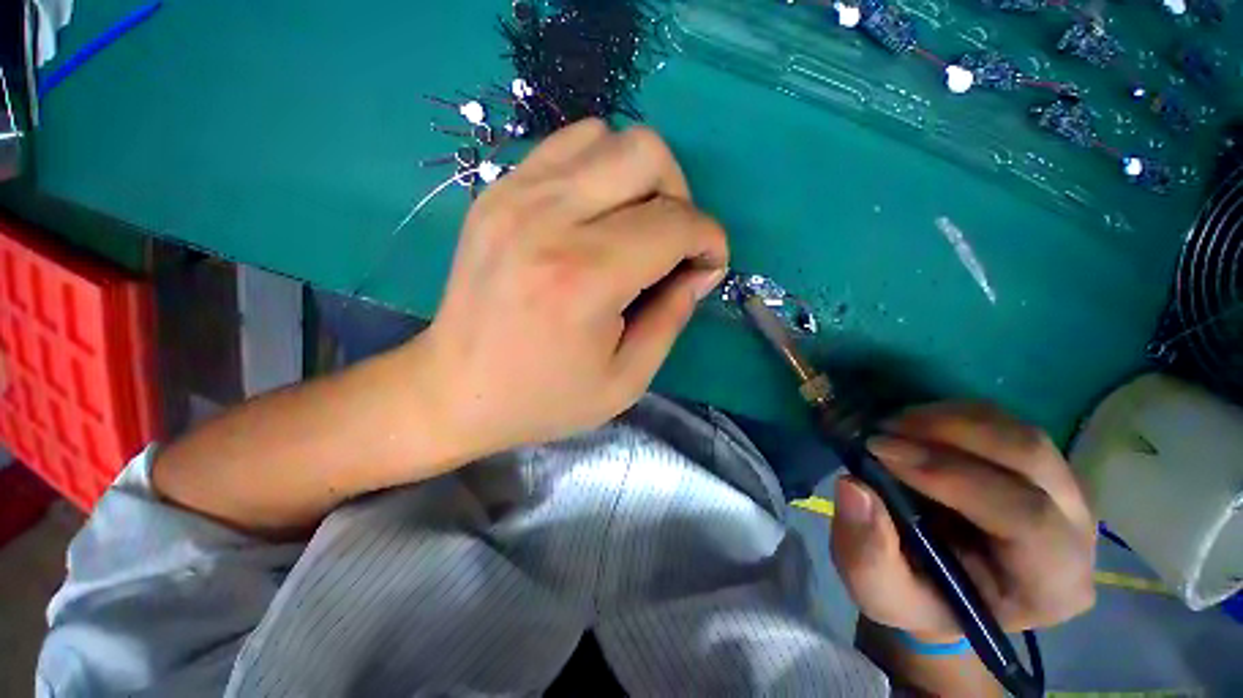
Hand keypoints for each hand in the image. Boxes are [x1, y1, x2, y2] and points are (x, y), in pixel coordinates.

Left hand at [415, 119, 728, 457]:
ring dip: (640, 178)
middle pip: (647, 154)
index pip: (675, 223)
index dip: (709, 240)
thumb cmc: (542, 398)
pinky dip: (599, 169)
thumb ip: (673, 317)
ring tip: (634, 226)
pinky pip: (567, 146)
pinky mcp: (496, 192)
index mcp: (585, 278)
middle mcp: (549, 221)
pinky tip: (595, 214)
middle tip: (671, 243)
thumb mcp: (625, 380)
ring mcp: (515, 196)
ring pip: (607, 137)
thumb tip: (701, 270)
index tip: (709, 265)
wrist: (453, 389)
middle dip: (680, 196)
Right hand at [831, 403, 1096, 640]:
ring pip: (1021, 434)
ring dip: (949, 420)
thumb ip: (867, 551)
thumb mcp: (880, 591)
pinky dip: (954, 416)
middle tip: (882, 429)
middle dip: (950, 433)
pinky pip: (1007, 425)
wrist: (939, 588)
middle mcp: (1076, 534)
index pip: (1025, 517)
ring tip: (892, 425)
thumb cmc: (916, 597)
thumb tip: (853, 486)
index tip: (879, 451)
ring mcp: (1066, 494)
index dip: (951, 476)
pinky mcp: (1042, 469)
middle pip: (1032, 459)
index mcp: (1050, 585)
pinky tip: (914, 425)